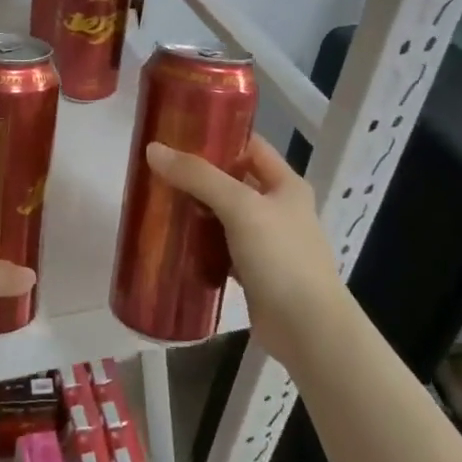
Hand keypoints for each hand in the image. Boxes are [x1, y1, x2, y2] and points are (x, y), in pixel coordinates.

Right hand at [144, 135, 350, 372]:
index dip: (218, 135)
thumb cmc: (281, 257)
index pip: (249, 146)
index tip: (178, 132)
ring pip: (224, 215)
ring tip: (157, 200)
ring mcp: (266, 242)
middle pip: (233, 180)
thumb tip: (153, 149)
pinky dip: (199, 243)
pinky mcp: (253, 271)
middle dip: (197, 175)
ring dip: (195, 209)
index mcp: (285, 185)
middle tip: (157, 168)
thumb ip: (198, 177)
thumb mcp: (240, 207)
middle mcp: (278, 208)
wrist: (308, 329)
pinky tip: (172, 240)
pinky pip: (220, 247)